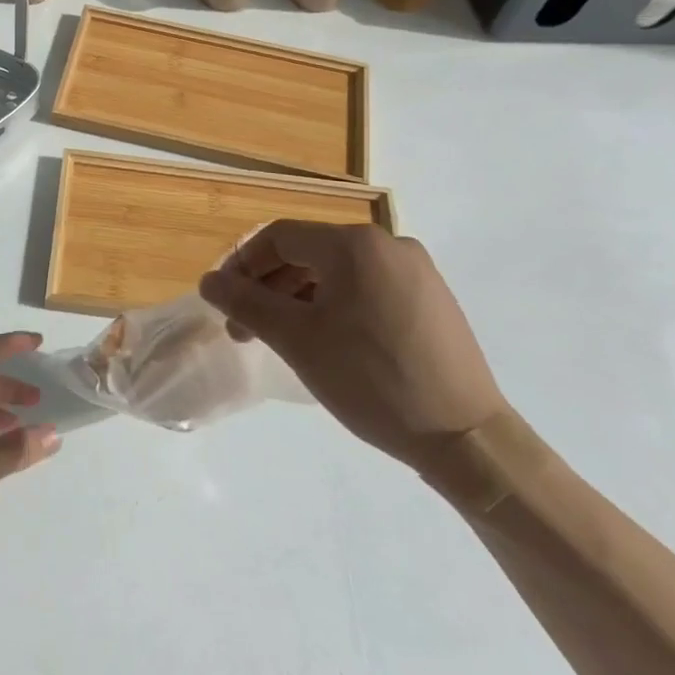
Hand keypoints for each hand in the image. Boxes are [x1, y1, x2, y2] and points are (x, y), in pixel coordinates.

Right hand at [198, 222, 508, 471]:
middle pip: (309, 252)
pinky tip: (328, 340)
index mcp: (354, 244)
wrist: (465, 437)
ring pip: (338, 271)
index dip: (243, 264)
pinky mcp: (432, 298)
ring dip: (300, 297)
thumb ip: (247, 303)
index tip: (224, 302)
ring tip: (283, 339)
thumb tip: (208, 281)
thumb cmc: (371, 380)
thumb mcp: (297, 340)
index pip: (279, 237)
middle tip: (247, 329)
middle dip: (270, 286)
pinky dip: (336, 304)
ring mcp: (416, 270)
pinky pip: (368, 287)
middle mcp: (388, 244)